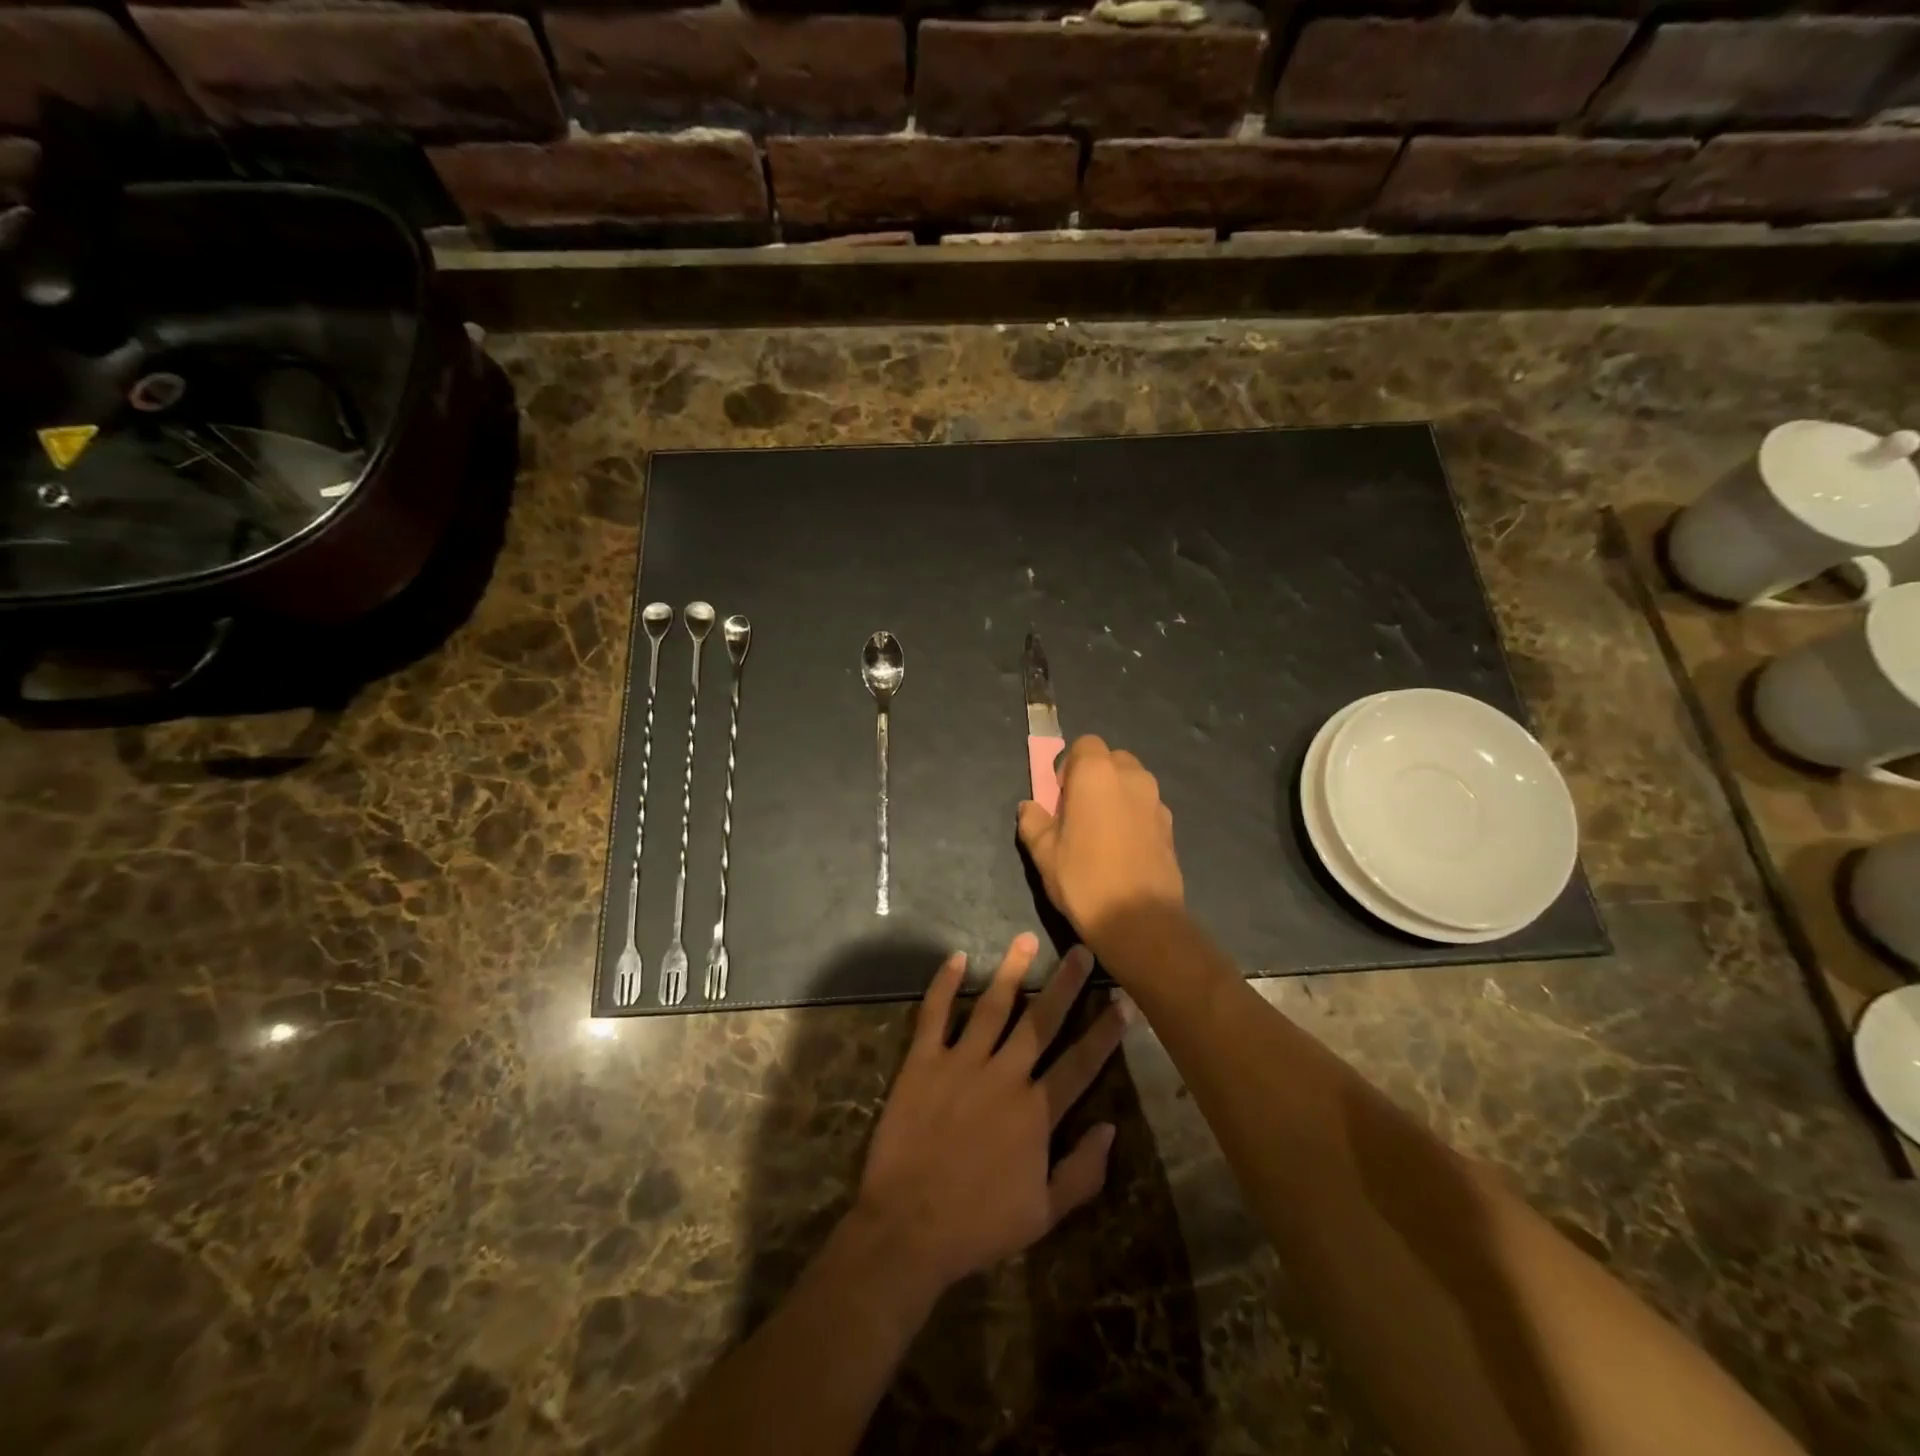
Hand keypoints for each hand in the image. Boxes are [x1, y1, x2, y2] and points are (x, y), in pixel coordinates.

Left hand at [851, 933, 1126, 1298]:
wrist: (908, 1229)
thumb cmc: (978, 1225)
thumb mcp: (1043, 1214)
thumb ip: (1082, 1171)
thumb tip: (1110, 1128)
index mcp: (1036, 1112)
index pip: (1080, 1063)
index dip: (1105, 1032)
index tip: (1123, 1000)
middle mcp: (1004, 1076)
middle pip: (1041, 1021)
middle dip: (1065, 984)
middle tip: (1081, 951)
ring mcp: (961, 1063)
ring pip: (993, 1006)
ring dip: (1012, 971)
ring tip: (1026, 939)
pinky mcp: (923, 1062)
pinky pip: (934, 1014)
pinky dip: (944, 984)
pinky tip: (957, 958)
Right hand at [1017, 736, 1183, 950]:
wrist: (1140, 919)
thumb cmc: (1084, 878)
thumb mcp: (1043, 853)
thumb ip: (1033, 821)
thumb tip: (1029, 807)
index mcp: (1096, 773)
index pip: (1084, 745)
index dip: (1069, 766)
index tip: (1060, 796)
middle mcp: (1131, 776)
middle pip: (1111, 759)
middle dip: (1094, 776)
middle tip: (1078, 811)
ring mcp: (1156, 800)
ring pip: (1132, 782)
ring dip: (1115, 795)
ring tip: (1101, 832)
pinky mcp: (1170, 825)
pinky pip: (1146, 807)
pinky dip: (1133, 815)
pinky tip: (1123, 849)